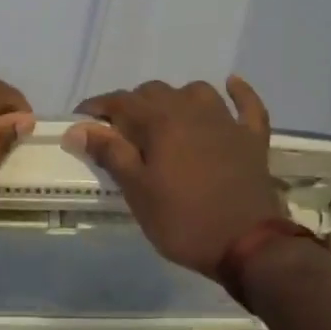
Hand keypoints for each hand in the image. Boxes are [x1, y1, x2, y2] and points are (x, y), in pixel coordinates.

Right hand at [64, 76, 283, 277]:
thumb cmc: (182, 220)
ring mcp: (227, 122)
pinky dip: (238, 92)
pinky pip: (247, 104)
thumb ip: (110, 153)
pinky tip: (231, 85)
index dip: (97, 108)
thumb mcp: (137, 191)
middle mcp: (192, 111)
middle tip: (119, 133)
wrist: (248, 244)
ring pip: (195, 92)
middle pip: (155, 92)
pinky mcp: (252, 139)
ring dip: (175, 99)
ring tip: (164, 120)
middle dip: (132, 105)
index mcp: (161, 122)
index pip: (121, 101)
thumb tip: (78, 128)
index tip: (80, 121)